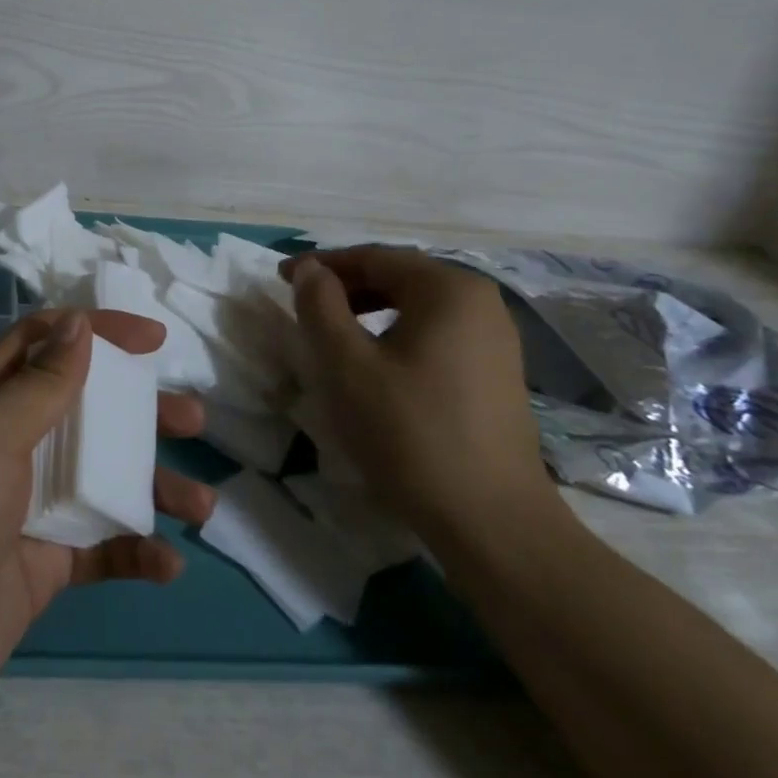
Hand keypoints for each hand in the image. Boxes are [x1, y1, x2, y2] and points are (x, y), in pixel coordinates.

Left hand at [0, 309, 214, 758]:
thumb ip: (38, 383)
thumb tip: (78, 325)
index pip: (44, 343)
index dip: (97, 331)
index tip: (155, 340)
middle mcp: (6, 445)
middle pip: (84, 410)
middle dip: (139, 410)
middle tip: (192, 419)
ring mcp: (24, 508)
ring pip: (100, 480)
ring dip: (151, 486)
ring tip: (201, 504)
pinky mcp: (37, 568)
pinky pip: (97, 549)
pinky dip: (134, 551)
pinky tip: (168, 563)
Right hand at [280, 247, 555, 540]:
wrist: (489, 520)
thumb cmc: (409, 431)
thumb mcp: (346, 364)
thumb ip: (320, 305)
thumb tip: (309, 269)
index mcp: (449, 289)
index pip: (374, 257)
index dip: (323, 265)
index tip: (281, 278)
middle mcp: (480, 302)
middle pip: (400, 277)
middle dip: (346, 285)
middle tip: (303, 304)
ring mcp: (496, 339)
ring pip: (417, 306)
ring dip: (368, 310)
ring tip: (331, 332)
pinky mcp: (496, 372)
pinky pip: (435, 332)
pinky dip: (396, 333)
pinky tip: (374, 362)